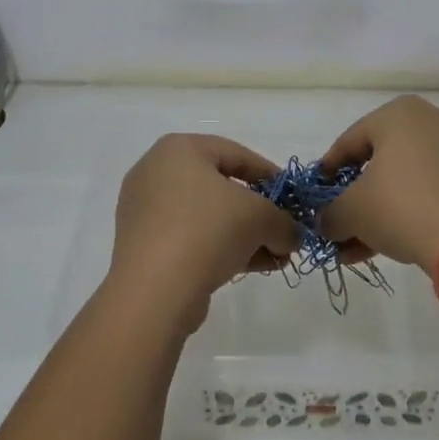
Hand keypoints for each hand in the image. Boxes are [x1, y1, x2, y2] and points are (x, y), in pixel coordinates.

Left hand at [109, 134, 299, 325]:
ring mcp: (146, 211)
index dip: (272, 176)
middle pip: (222, 188)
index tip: (293, 198)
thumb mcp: (261, 218)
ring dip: (246, 235)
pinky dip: (222, 248)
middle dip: (260, 213)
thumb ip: (284, 222)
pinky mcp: (144, 245)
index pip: (237, 154)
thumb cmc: (208, 230)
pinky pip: (192, 238)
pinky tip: (254, 267)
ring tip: (277, 257)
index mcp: (180, 149)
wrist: (155, 290)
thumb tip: (292, 236)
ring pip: (209, 217)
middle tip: (285, 231)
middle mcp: (157, 173)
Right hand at [317, 95, 438, 267]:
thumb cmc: (401, 207)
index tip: (317, 196)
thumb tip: (326, 223)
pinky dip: (412, 210)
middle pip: (381, 162)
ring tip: (361, 247)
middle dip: (357, 198)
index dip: (328, 171)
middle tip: (341, 224)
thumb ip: (330, 214)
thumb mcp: (351, 212)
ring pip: (408, 179)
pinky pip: (434, 189)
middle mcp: (434, 120)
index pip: (350, 141)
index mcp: (400, 113)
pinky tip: (394, 243)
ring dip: (382, 210)